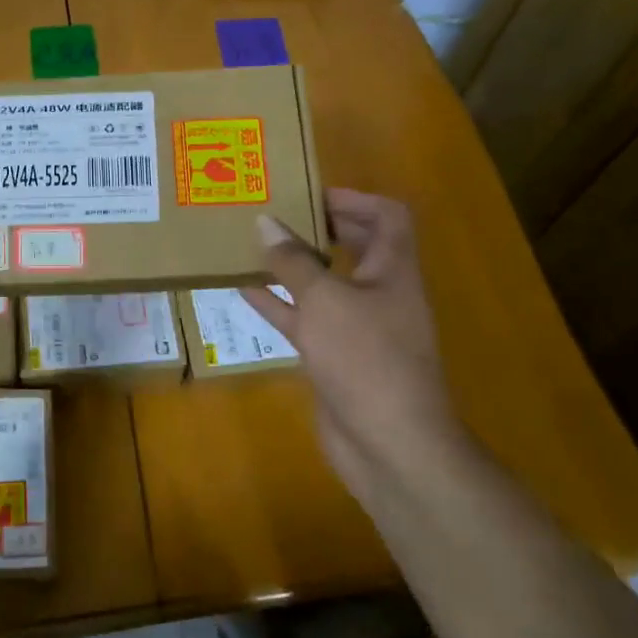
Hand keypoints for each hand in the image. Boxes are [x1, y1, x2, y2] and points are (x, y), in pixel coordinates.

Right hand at [243, 190, 461, 502]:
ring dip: (294, 265)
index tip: (310, 194)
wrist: (388, 443)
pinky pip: (305, 319)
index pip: (388, 216)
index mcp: (393, 270)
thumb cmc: (365, 357)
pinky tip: (244, 289)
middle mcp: (380, 292)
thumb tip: (265, 222)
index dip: (354, 198)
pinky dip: (279, 303)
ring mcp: (358, 327)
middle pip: (356, 246)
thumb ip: (292, 261)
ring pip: (325, 283)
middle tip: (277, 213)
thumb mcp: (324, 300)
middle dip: (319, 227)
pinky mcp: (336, 356)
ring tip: (254, 244)